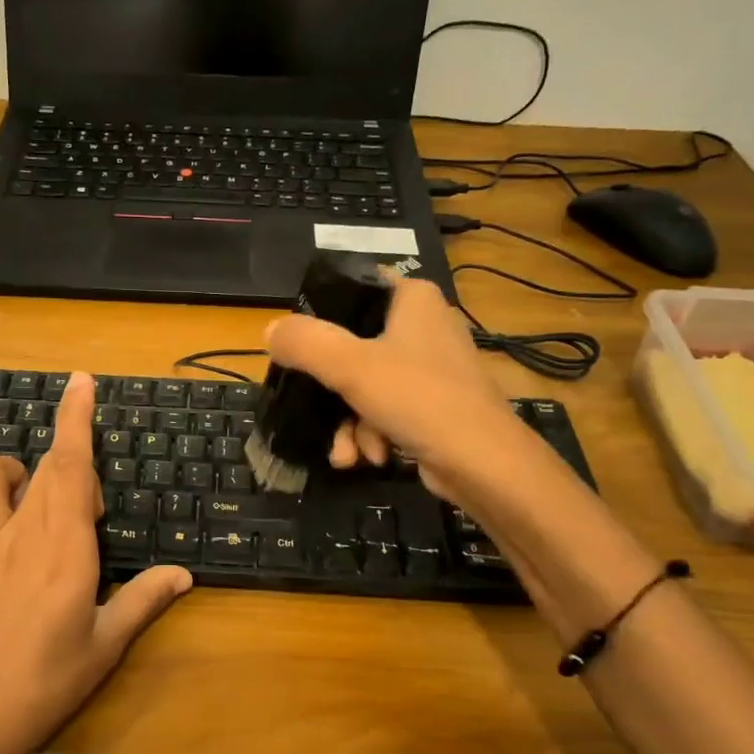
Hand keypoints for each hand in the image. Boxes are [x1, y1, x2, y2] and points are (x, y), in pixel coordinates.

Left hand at [0, 373, 192, 753]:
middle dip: (70, 469)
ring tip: (27, 495)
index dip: (76, 419)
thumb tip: (185, 574)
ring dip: (9, 470)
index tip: (81, 382)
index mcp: (66, 548)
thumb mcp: (108, 644)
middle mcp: (20, 532)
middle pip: (42, 468)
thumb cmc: (50, 682)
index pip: (73, 467)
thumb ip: (145, 600)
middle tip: (89, 514)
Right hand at [262, 277, 535, 503]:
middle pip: (351, 347)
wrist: (483, 464)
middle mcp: (423, 325)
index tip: (297, 349)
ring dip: (348, 423)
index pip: (353, 288)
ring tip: (349, 452)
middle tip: (317, 412)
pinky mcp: (433, 405)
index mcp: (412, 298)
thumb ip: (305, 343)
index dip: (319, 315)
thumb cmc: (419, 399)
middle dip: (331, 393)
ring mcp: (429, 368)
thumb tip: (269, 331)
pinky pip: (384, 411)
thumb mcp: (350, 366)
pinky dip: (371, 434)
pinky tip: (368, 457)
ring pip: (364, 386)